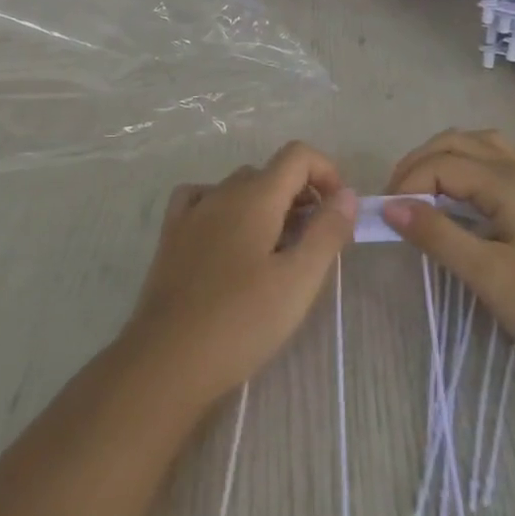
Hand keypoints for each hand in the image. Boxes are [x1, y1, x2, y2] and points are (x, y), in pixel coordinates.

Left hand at [123, 141, 356, 408]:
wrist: (167, 361)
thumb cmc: (241, 321)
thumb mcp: (298, 281)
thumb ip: (326, 232)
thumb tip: (347, 195)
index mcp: (254, 196)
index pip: (297, 155)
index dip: (326, 172)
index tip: (338, 212)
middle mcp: (221, 192)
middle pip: (270, 173)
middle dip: (301, 195)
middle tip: (315, 242)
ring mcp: (191, 213)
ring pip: (238, 188)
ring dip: (266, 204)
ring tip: (278, 249)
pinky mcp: (171, 237)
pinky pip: (201, 200)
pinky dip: (224, 207)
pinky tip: (229, 236)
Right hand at [383, 129, 514, 364]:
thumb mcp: (485, 273)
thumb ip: (436, 235)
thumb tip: (391, 206)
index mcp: (505, 182)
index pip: (440, 165)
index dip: (407, 184)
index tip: (386, 215)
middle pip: (458, 142)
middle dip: (420, 162)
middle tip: (398, 198)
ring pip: (486, 144)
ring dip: (452, 154)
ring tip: (429, 184)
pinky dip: (492, 163)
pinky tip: (486, 183)